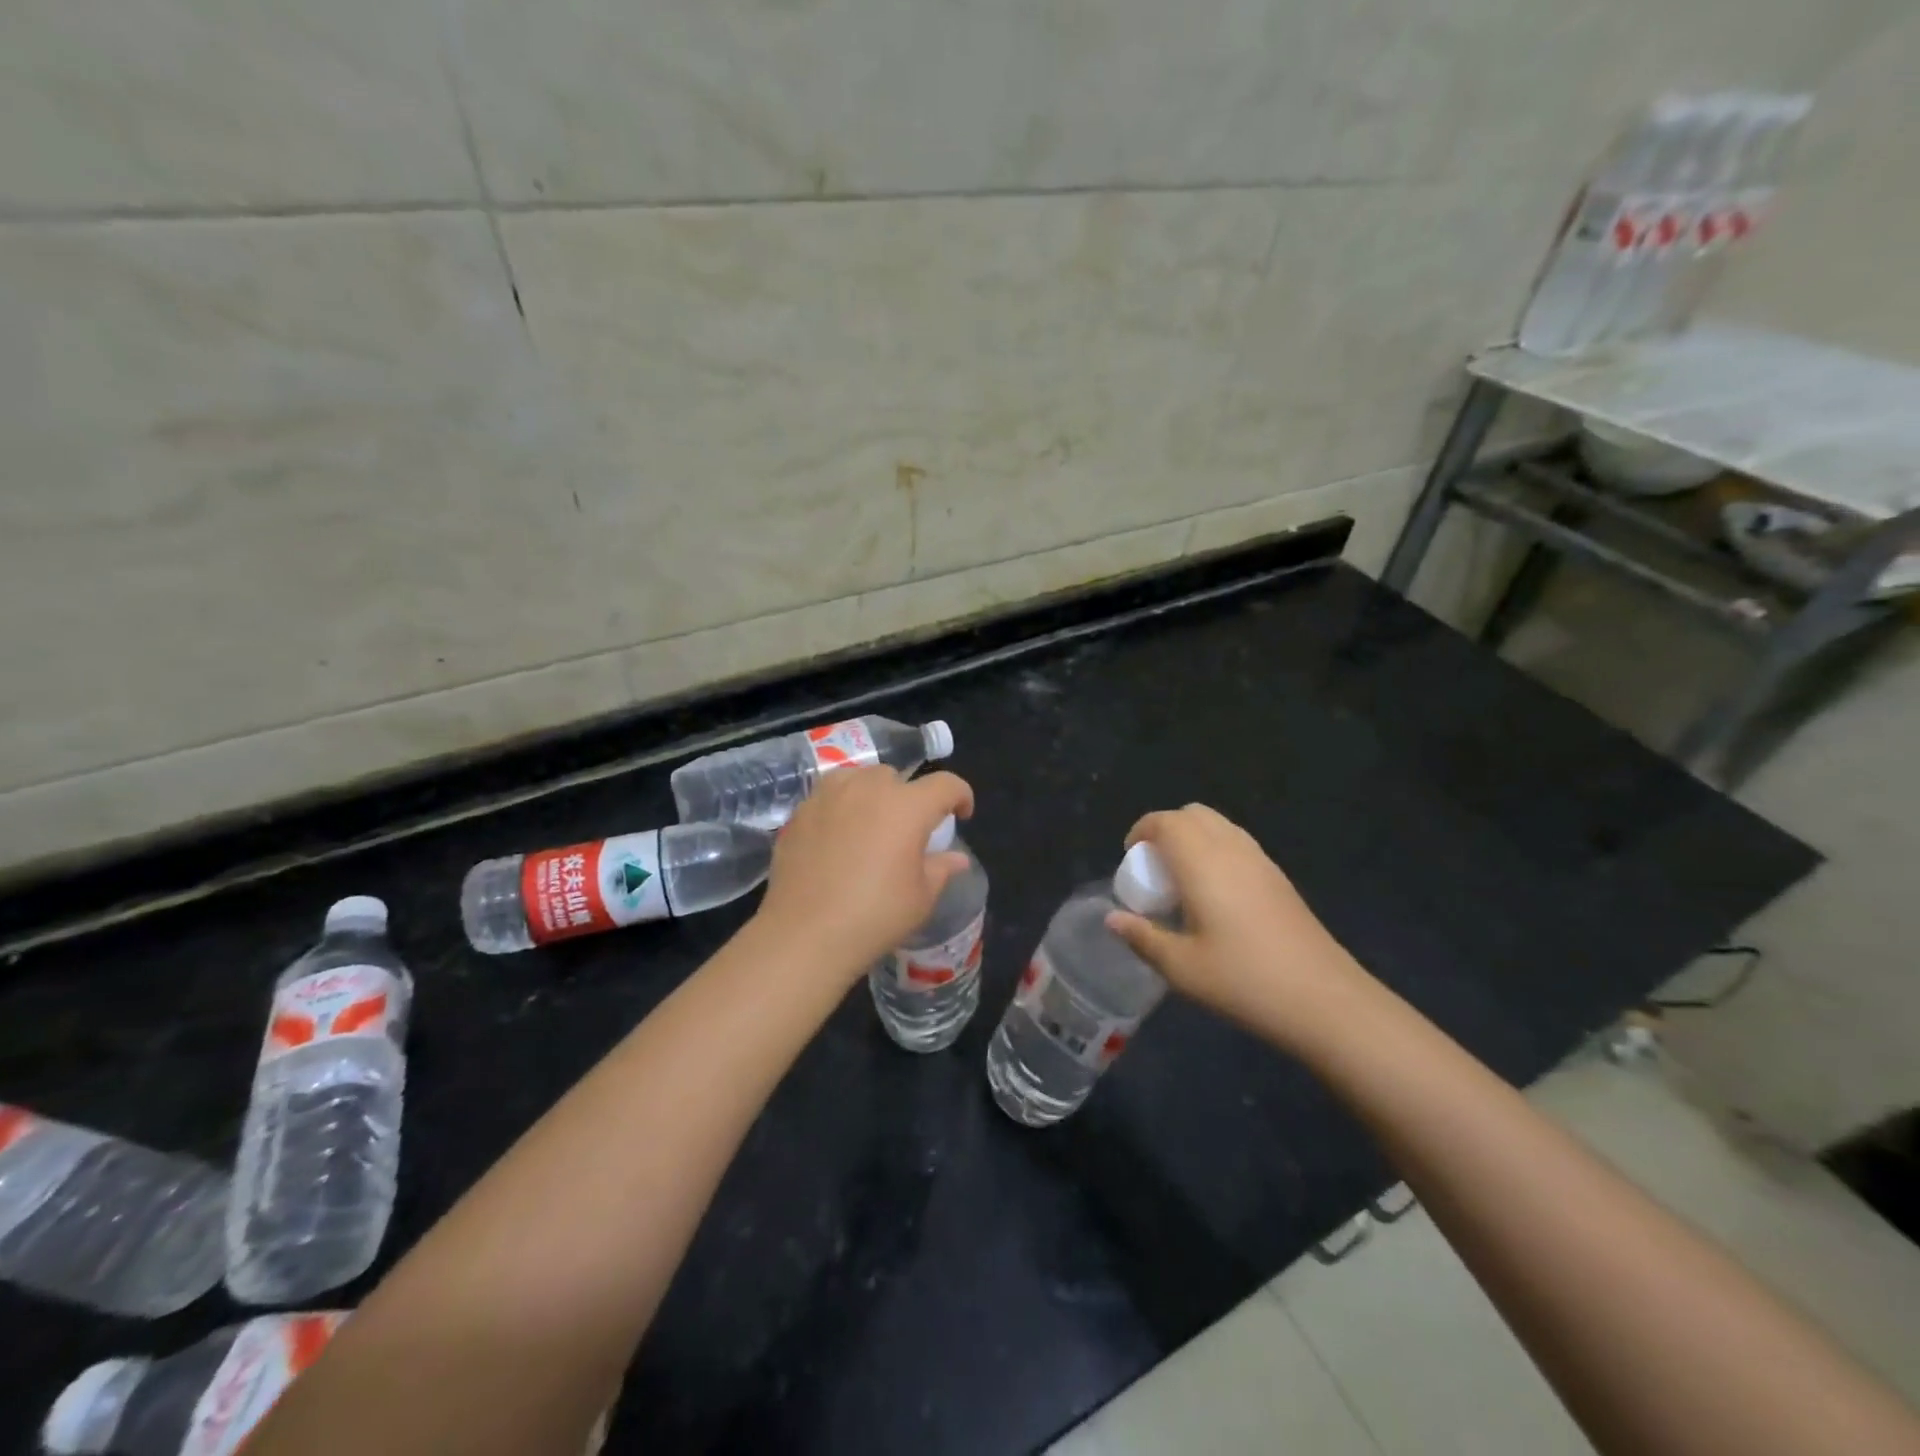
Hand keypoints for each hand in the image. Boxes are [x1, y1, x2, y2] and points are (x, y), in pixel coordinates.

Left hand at [754, 766, 974, 981]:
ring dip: (872, 793)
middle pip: (897, 777)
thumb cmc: (874, 916)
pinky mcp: (800, 812)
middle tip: (908, 829)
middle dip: (910, 797)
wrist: (805, 934)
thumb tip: (956, 858)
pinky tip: (837, 837)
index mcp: (907, 806)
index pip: (945, 785)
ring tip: (870, 822)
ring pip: (858, 777)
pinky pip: (828, 796)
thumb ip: (941, 868)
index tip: (961, 815)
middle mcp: (868, 789)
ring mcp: (829, 796)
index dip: (961, 796)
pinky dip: (840, 807)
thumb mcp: (921, 897)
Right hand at [1105, 804, 1372, 1051]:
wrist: (1324, 1000)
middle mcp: (1231, 849)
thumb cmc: (1243, 980)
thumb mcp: (1181, 968)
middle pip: (1194, 814)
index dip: (1142, 830)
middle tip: (1153, 868)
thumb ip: (1142, 937)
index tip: (1130, 858)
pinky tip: (1214, 896)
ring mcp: (1261, 861)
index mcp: (1202, 862)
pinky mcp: (1279, 878)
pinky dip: (1216, 852)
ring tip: (1181, 881)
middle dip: (1166, 829)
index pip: (1166, 822)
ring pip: (1220, 826)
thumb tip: (1112, 919)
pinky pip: (1238, 845)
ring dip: (1193, 839)